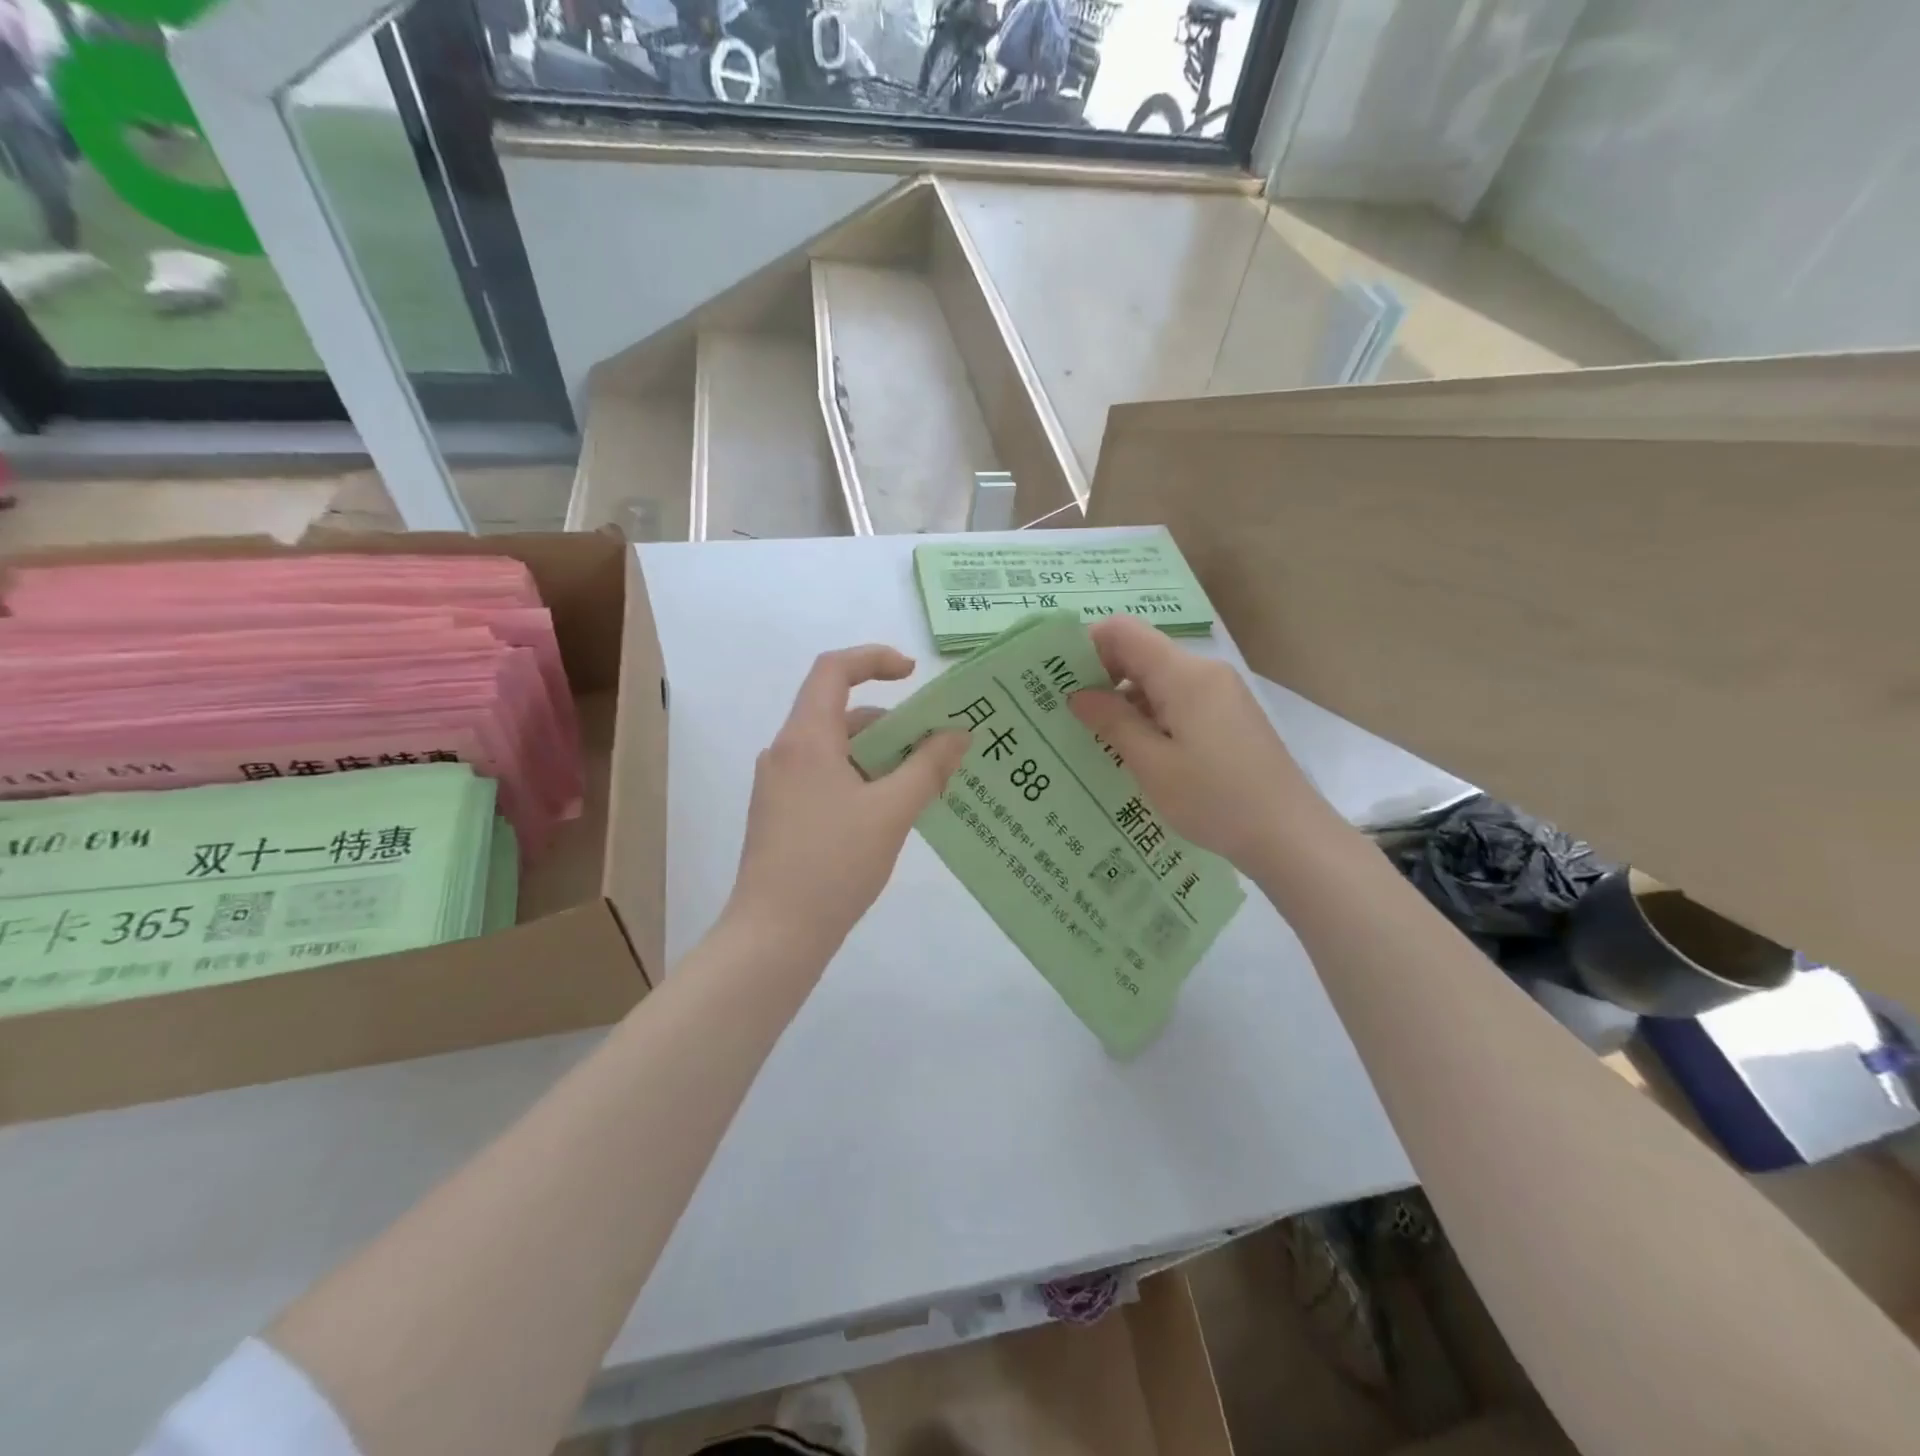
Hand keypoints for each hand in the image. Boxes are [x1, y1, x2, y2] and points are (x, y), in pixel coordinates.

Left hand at [727, 645, 968, 960]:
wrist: (773, 936)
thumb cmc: (833, 865)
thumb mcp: (891, 813)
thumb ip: (928, 767)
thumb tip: (957, 733)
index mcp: (805, 739)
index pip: (833, 670)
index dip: (874, 659)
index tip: (913, 674)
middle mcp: (785, 753)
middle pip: (840, 714)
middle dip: (892, 723)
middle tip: (937, 749)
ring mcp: (779, 786)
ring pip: (836, 751)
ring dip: (880, 757)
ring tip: (924, 787)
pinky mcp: (781, 815)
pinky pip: (827, 778)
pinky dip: (861, 781)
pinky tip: (891, 815)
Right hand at [1069, 615, 1332, 874]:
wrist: (1289, 835)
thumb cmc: (1215, 800)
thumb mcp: (1152, 764)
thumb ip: (1112, 721)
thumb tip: (1077, 694)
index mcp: (1184, 675)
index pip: (1123, 632)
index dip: (1086, 647)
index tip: (1059, 681)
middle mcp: (1204, 672)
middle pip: (1140, 653)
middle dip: (1101, 677)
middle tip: (1068, 714)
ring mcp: (1220, 694)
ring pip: (1158, 679)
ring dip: (1125, 701)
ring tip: (1095, 738)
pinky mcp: (1228, 716)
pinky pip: (1177, 700)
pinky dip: (1150, 715)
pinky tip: (1134, 751)